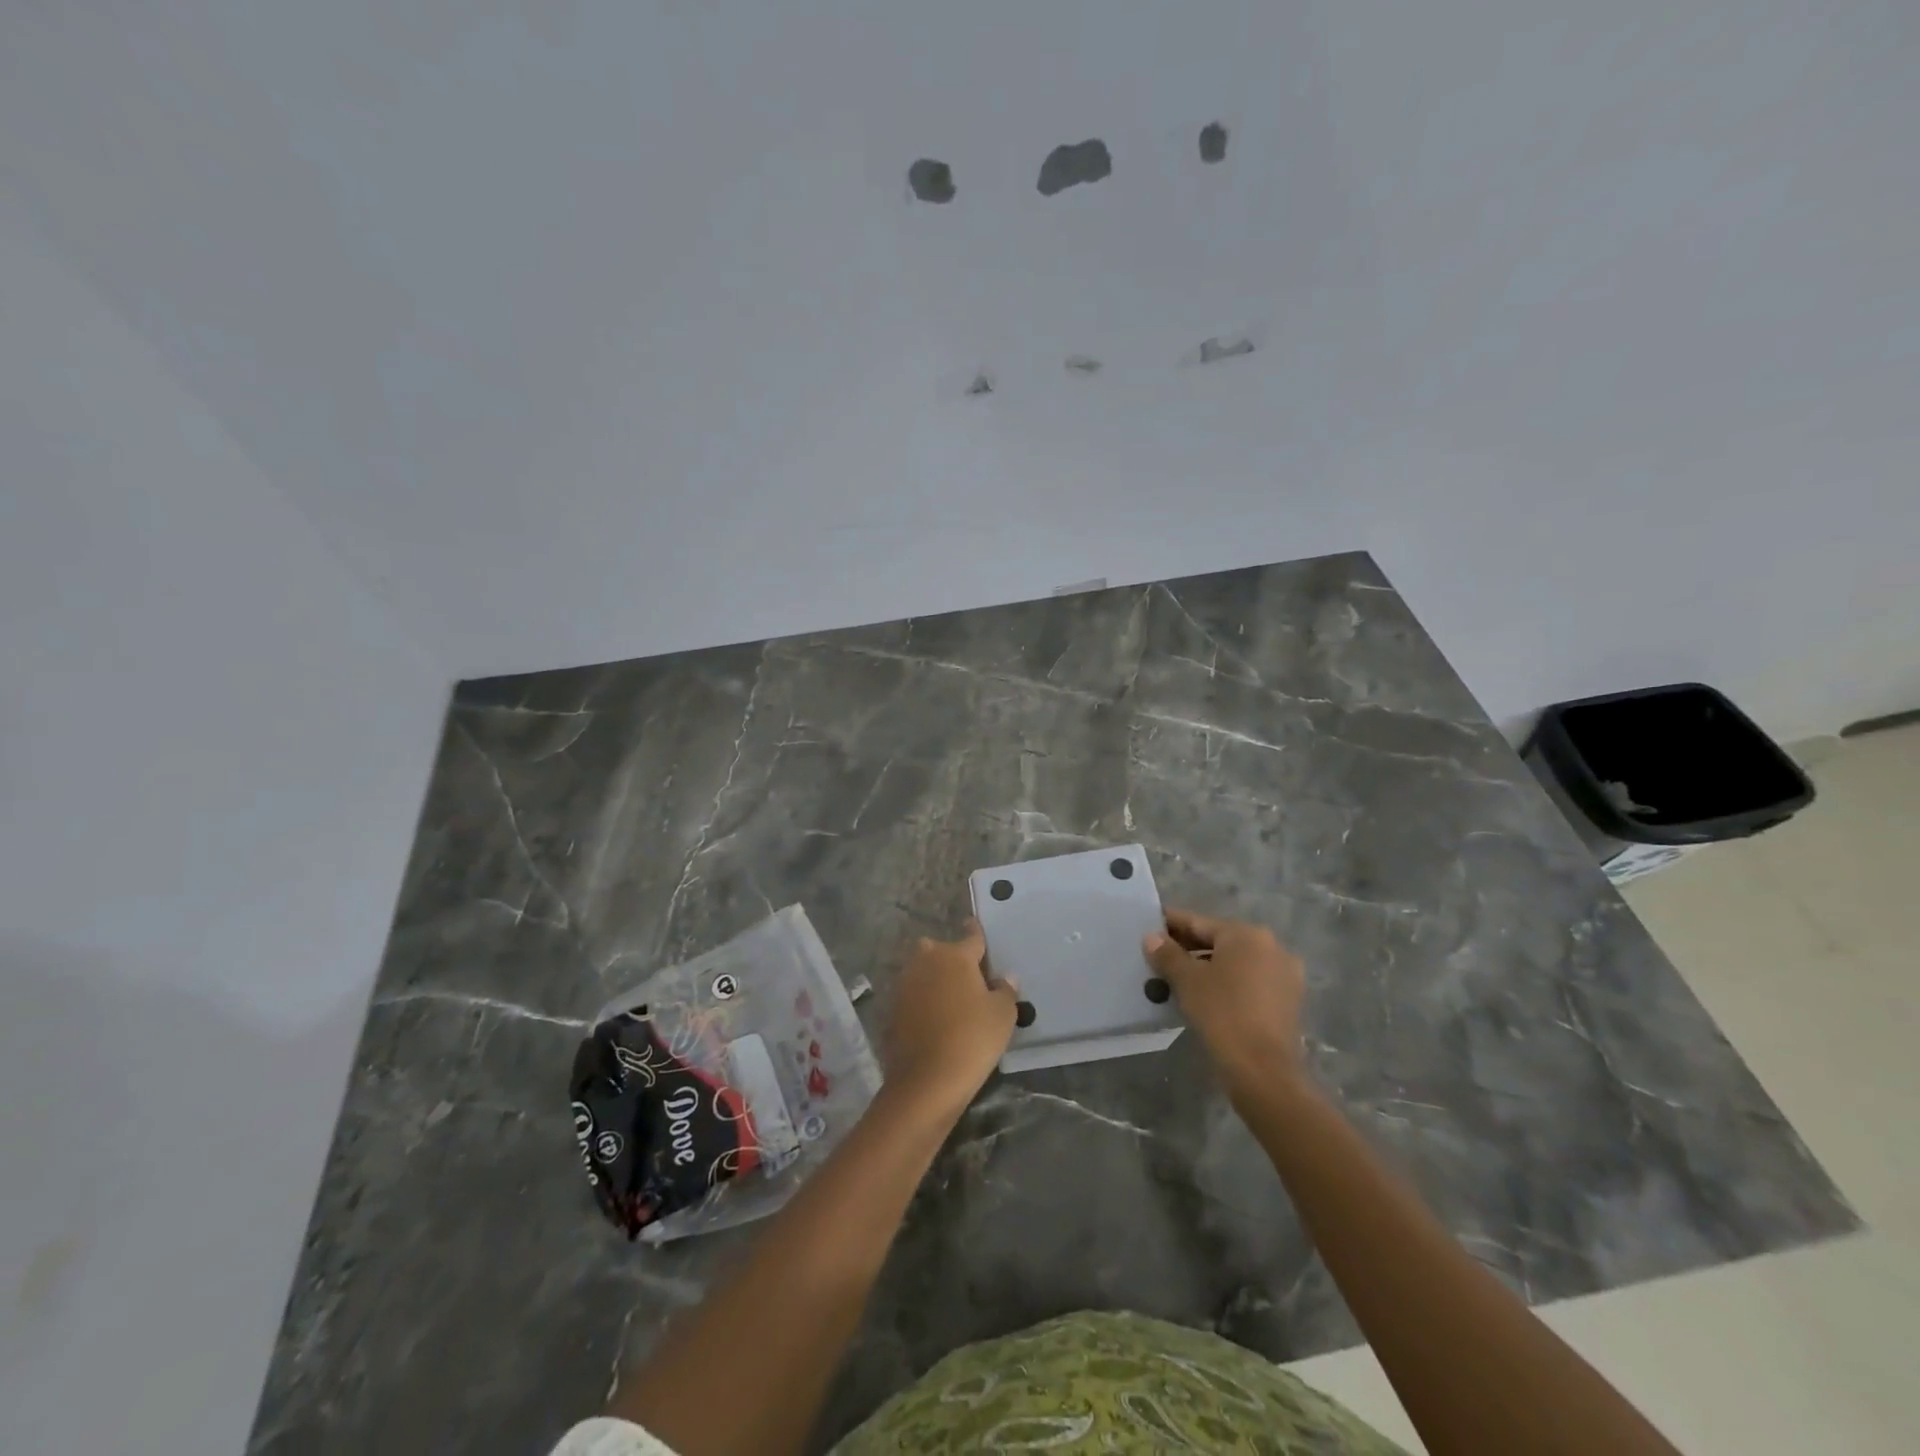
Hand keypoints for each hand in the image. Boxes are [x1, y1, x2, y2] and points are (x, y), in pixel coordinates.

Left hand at [882, 920, 1017, 1120]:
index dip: (977, 934)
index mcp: (955, 955)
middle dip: (950, 958)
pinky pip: (912, 996)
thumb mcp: (1003, 1015)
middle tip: (967, 979)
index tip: (976, 928)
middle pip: (940, 951)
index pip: (972, 936)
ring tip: (951, 1001)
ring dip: (934, 980)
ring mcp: (904, 984)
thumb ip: (1005, 990)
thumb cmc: (972, 1039)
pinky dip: (922, 1003)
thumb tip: (1003, 977)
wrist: (926, 1081)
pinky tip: (934, 1020)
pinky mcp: (892, 1008)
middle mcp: (925, 961)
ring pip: (923, 972)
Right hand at [1146, 909, 1306, 1101]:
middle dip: (1189, 947)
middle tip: (1159, 954)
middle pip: (1220, 941)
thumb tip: (1152, 937)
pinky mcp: (1288, 1001)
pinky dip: (1227, 983)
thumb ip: (1167, 954)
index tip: (1150, 926)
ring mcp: (1284, 975)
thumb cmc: (1222, 1013)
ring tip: (1177, 977)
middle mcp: (1271, 947)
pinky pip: (1249, 982)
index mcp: (1246, 934)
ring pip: (1236, 963)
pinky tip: (1205, 995)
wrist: (1263, 1070)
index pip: (1199, 922)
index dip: (1171, 924)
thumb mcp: (1187, 980)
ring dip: (1208, 966)